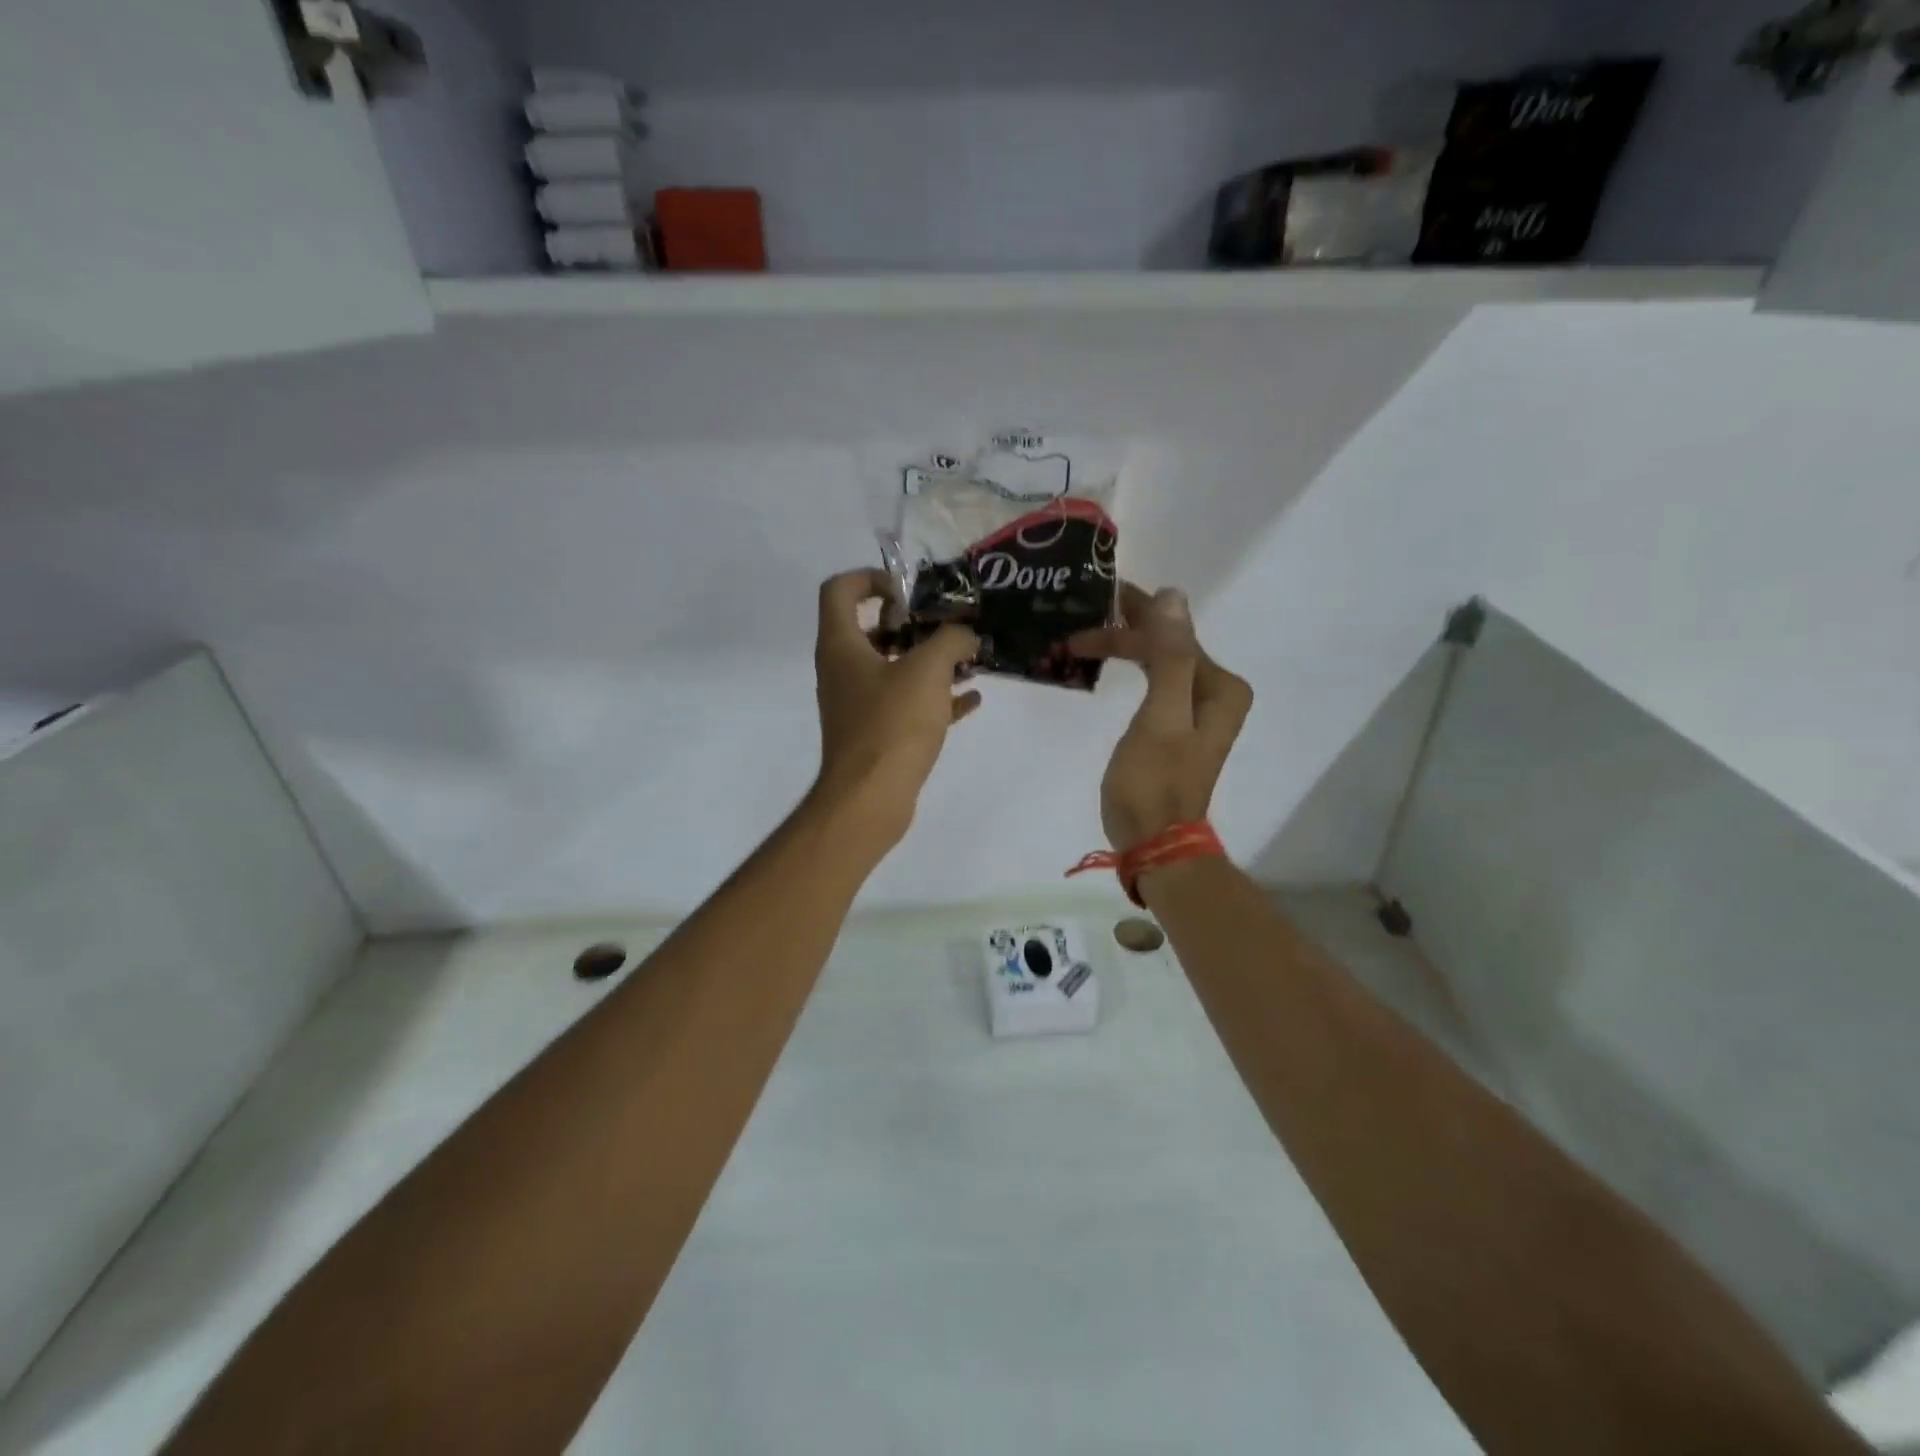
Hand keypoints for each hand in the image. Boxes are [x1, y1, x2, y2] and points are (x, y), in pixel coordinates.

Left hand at [811, 569, 981, 850]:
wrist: (870, 799)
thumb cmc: (892, 724)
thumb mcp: (928, 670)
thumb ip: (951, 639)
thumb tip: (967, 634)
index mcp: (842, 645)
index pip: (840, 589)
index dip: (872, 578)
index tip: (909, 592)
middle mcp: (843, 670)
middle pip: (871, 629)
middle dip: (912, 624)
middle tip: (945, 627)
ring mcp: (858, 704)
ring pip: (892, 669)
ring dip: (928, 661)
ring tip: (968, 660)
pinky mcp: (876, 734)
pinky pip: (906, 705)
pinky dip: (935, 698)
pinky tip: (971, 699)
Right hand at [1070, 583, 1252, 850]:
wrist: (1154, 841)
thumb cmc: (1154, 781)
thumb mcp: (1160, 716)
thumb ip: (1170, 655)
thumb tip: (1172, 594)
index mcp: (1220, 687)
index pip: (1174, 635)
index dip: (1132, 616)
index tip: (1092, 602)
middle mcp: (1215, 692)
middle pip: (1167, 645)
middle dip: (1123, 631)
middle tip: (1077, 623)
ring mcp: (1195, 710)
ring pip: (1156, 661)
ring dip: (1121, 647)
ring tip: (1080, 640)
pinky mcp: (1174, 726)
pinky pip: (1151, 682)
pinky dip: (1126, 669)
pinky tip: (1102, 664)